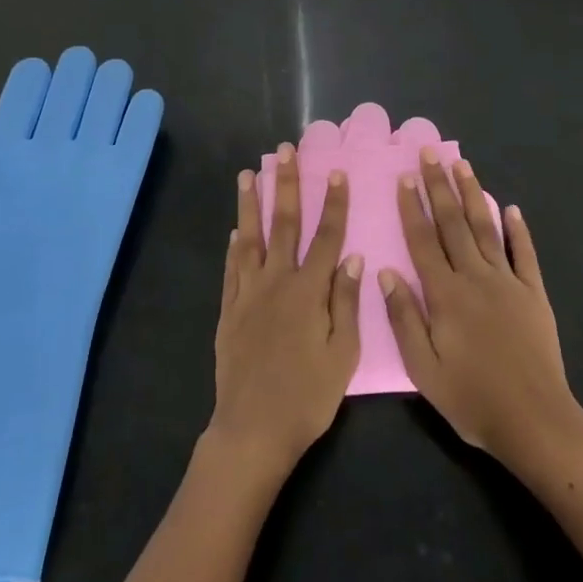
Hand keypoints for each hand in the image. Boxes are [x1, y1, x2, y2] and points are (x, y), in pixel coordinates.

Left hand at [208, 145, 363, 480]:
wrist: (253, 429)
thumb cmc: (307, 397)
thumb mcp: (343, 355)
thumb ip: (346, 303)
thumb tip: (353, 258)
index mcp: (309, 291)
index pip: (326, 237)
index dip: (332, 203)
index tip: (335, 172)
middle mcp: (277, 282)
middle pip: (283, 224)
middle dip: (285, 185)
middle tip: (284, 152)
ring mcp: (248, 294)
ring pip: (250, 239)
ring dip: (249, 205)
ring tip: (247, 174)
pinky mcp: (229, 311)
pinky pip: (232, 270)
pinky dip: (234, 247)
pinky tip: (234, 232)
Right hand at [381, 150, 582, 473]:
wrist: (534, 421)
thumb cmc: (472, 399)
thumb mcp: (424, 368)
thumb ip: (404, 318)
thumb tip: (385, 272)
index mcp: (445, 295)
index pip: (423, 241)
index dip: (412, 208)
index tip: (404, 177)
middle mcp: (476, 278)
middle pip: (453, 224)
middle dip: (439, 187)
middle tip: (430, 154)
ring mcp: (508, 283)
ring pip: (486, 229)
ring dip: (473, 195)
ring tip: (463, 165)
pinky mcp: (534, 294)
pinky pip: (525, 255)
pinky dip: (518, 230)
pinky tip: (511, 209)